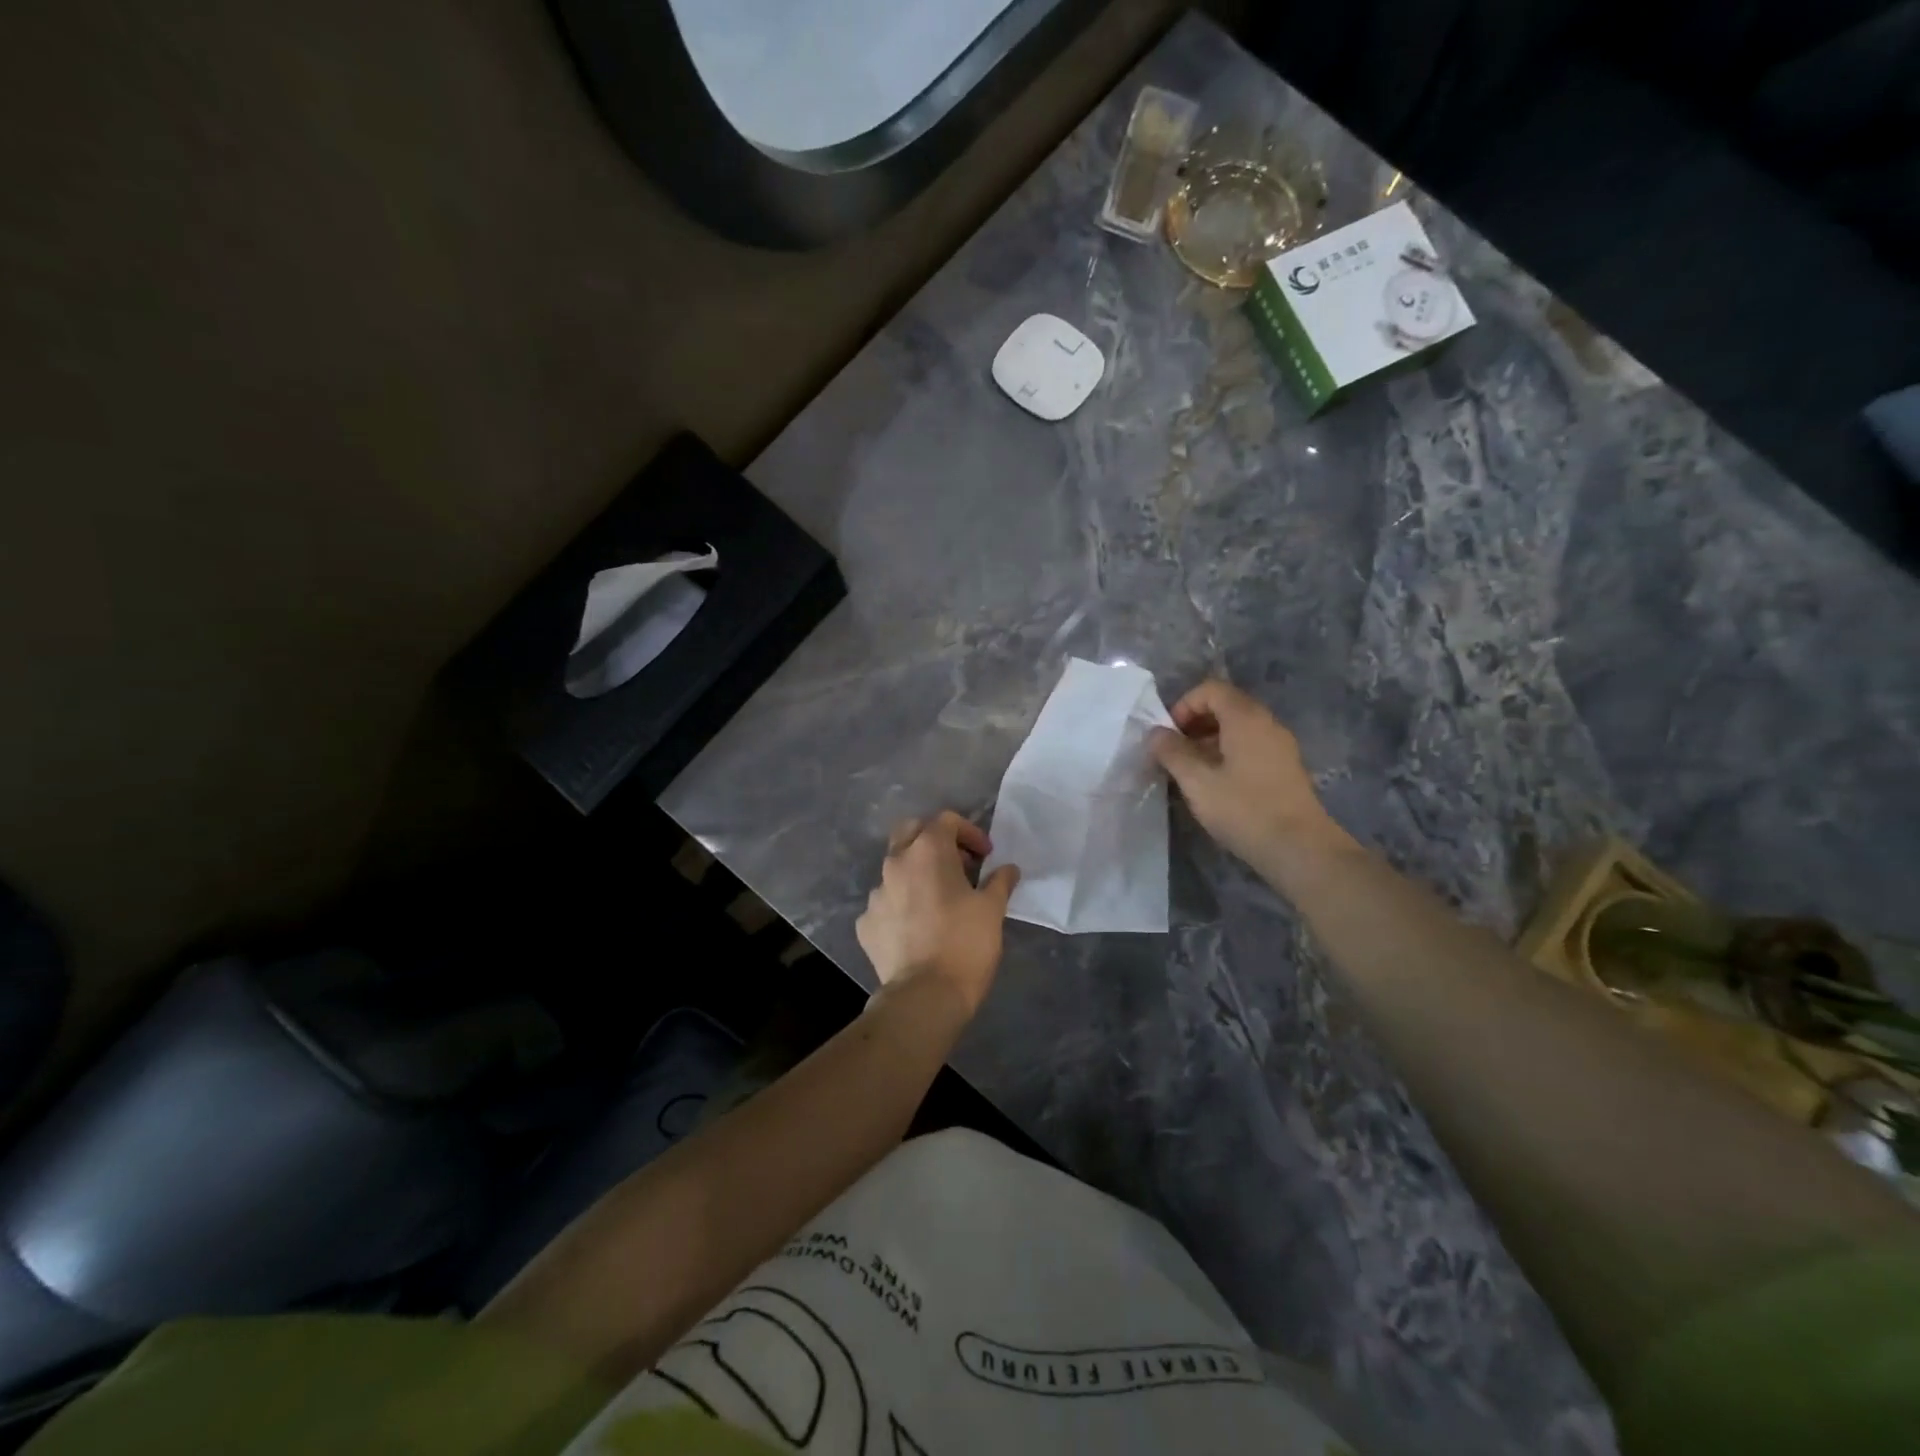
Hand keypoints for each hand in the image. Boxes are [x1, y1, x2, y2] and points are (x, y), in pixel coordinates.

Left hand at [856, 812, 1019, 1013]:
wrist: (925, 996)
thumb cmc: (965, 944)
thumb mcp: (993, 909)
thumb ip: (1000, 881)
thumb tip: (1008, 869)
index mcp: (928, 851)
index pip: (946, 820)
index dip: (970, 833)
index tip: (986, 856)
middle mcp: (896, 863)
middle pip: (911, 832)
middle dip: (935, 841)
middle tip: (958, 864)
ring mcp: (876, 894)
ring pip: (895, 869)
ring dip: (917, 875)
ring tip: (938, 901)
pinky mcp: (865, 923)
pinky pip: (885, 904)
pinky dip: (901, 907)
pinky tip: (917, 929)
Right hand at [1150, 679, 1351, 869]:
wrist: (1300, 849)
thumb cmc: (1244, 809)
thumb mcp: (1197, 782)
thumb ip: (1172, 752)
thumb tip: (1155, 733)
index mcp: (1246, 718)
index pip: (1211, 689)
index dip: (1184, 706)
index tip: (1169, 736)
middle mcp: (1267, 723)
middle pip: (1226, 706)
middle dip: (1194, 724)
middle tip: (1175, 753)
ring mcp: (1280, 746)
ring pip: (1238, 729)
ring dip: (1209, 741)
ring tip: (1191, 772)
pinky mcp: (1285, 768)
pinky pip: (1250, 747)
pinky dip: (1227, 755)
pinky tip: (1216, 786)